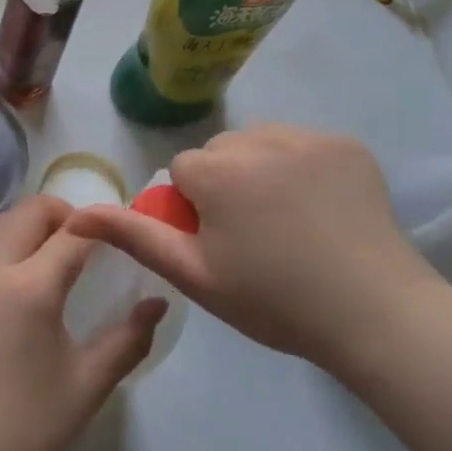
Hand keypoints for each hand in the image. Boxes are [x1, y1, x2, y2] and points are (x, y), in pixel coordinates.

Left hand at [0, 195, 165, 450]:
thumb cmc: (28, 428)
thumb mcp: (88, 384)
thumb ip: (129, 338)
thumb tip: (157, 303)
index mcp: (29, 288)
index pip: (72, 234)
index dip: (98, 226)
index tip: (113, 233)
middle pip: (24, 213)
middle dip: (57, 214)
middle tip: (78, 240)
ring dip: (23, 233)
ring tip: (44, 262)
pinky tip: (4, 306)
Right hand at [67, 125, 443, 371]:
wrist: (374, 313)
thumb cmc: (274, 300)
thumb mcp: (194, 275)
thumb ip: (134, 236)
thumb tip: (77, 213)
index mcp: (217, 170)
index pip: (183, 171)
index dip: (196, 209)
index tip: (223, 245)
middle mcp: (259, 138)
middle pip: (221, 152)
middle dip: (225, 184)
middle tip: (255, 237)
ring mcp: (309, 137)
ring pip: (260, 143)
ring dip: (261, 169)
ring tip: (289, 221)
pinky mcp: (347, 144)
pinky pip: (303, 145)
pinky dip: (303, 167)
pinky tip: (321, 208)